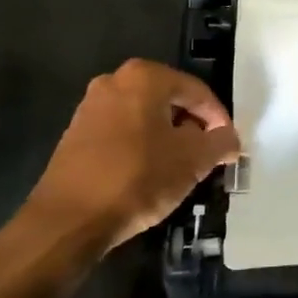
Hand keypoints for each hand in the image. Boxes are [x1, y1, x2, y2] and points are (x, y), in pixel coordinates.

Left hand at [25, 59, 239, 254]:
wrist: (67, 220)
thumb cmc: (137, 178)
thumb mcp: (192, 161)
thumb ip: (219, 144)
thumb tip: (230, 140)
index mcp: (145, 77)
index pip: (197, 91)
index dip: (218, 119)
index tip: (228, 145)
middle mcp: (115, 81)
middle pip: (169, 100)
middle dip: (191, 127)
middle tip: (207, 155)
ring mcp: (90, 106)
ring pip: (145, 116)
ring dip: (167, 137)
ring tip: (180, 168)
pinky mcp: (76, 133)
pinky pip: (122, 131)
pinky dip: (141, 146)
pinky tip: (149, 173)